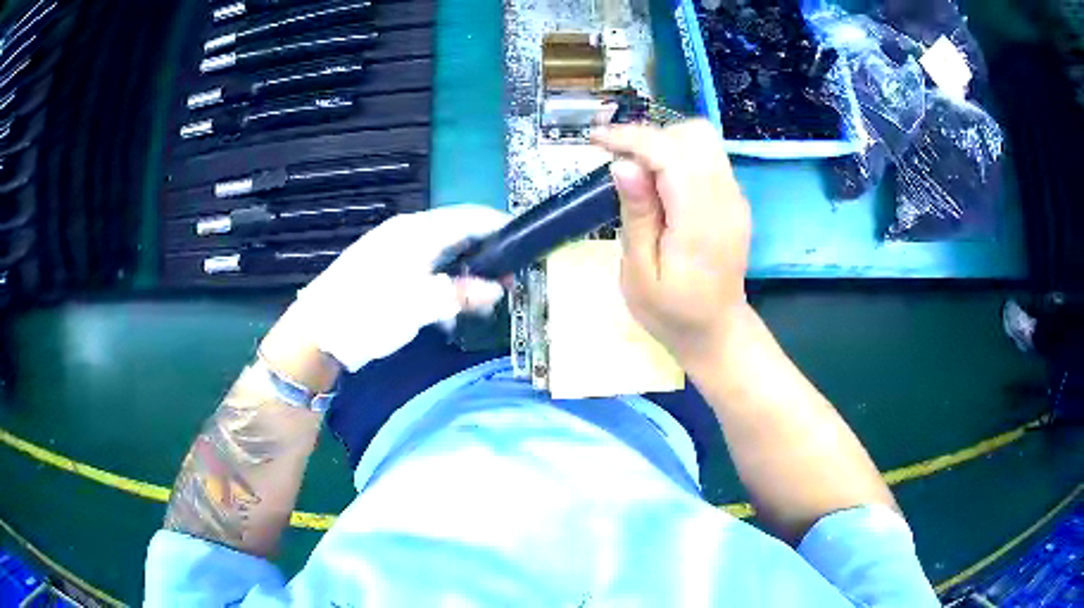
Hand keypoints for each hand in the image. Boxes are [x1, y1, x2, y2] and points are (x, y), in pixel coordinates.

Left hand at [287, 205, 509, 371]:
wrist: (316, 333)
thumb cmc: (367, 313)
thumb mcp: (420, 306)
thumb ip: (462, 294)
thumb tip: (497, 288)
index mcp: (418, 231)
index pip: (470, 217)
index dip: (500, 226)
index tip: (526, 241)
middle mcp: (407, 234)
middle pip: (457, 235)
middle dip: (486, 255)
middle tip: (509, 280)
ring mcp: (394, 252)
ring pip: (442, 255)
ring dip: (464, 275)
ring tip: (483, 301)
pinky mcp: (385, 271)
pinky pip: (425, 270)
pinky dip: (442, 286)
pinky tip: (447, 313)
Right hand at [592, 120, 751, 367]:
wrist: (716, 331)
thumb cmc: (671, 313)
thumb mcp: (639, 274)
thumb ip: (636, 216)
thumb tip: (624, 164)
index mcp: (700, 222)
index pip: (671, 155)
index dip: (632, 138)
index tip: (597, 141)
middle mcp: (726, 201)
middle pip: (695, 135)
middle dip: (651, 137)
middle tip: (620, 162)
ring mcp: (735, 198)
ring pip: (704, 140)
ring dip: (665, 144)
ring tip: (638, 173)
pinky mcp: (734, 200)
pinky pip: (709, 158)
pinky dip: (679, 157)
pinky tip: (661, 185)